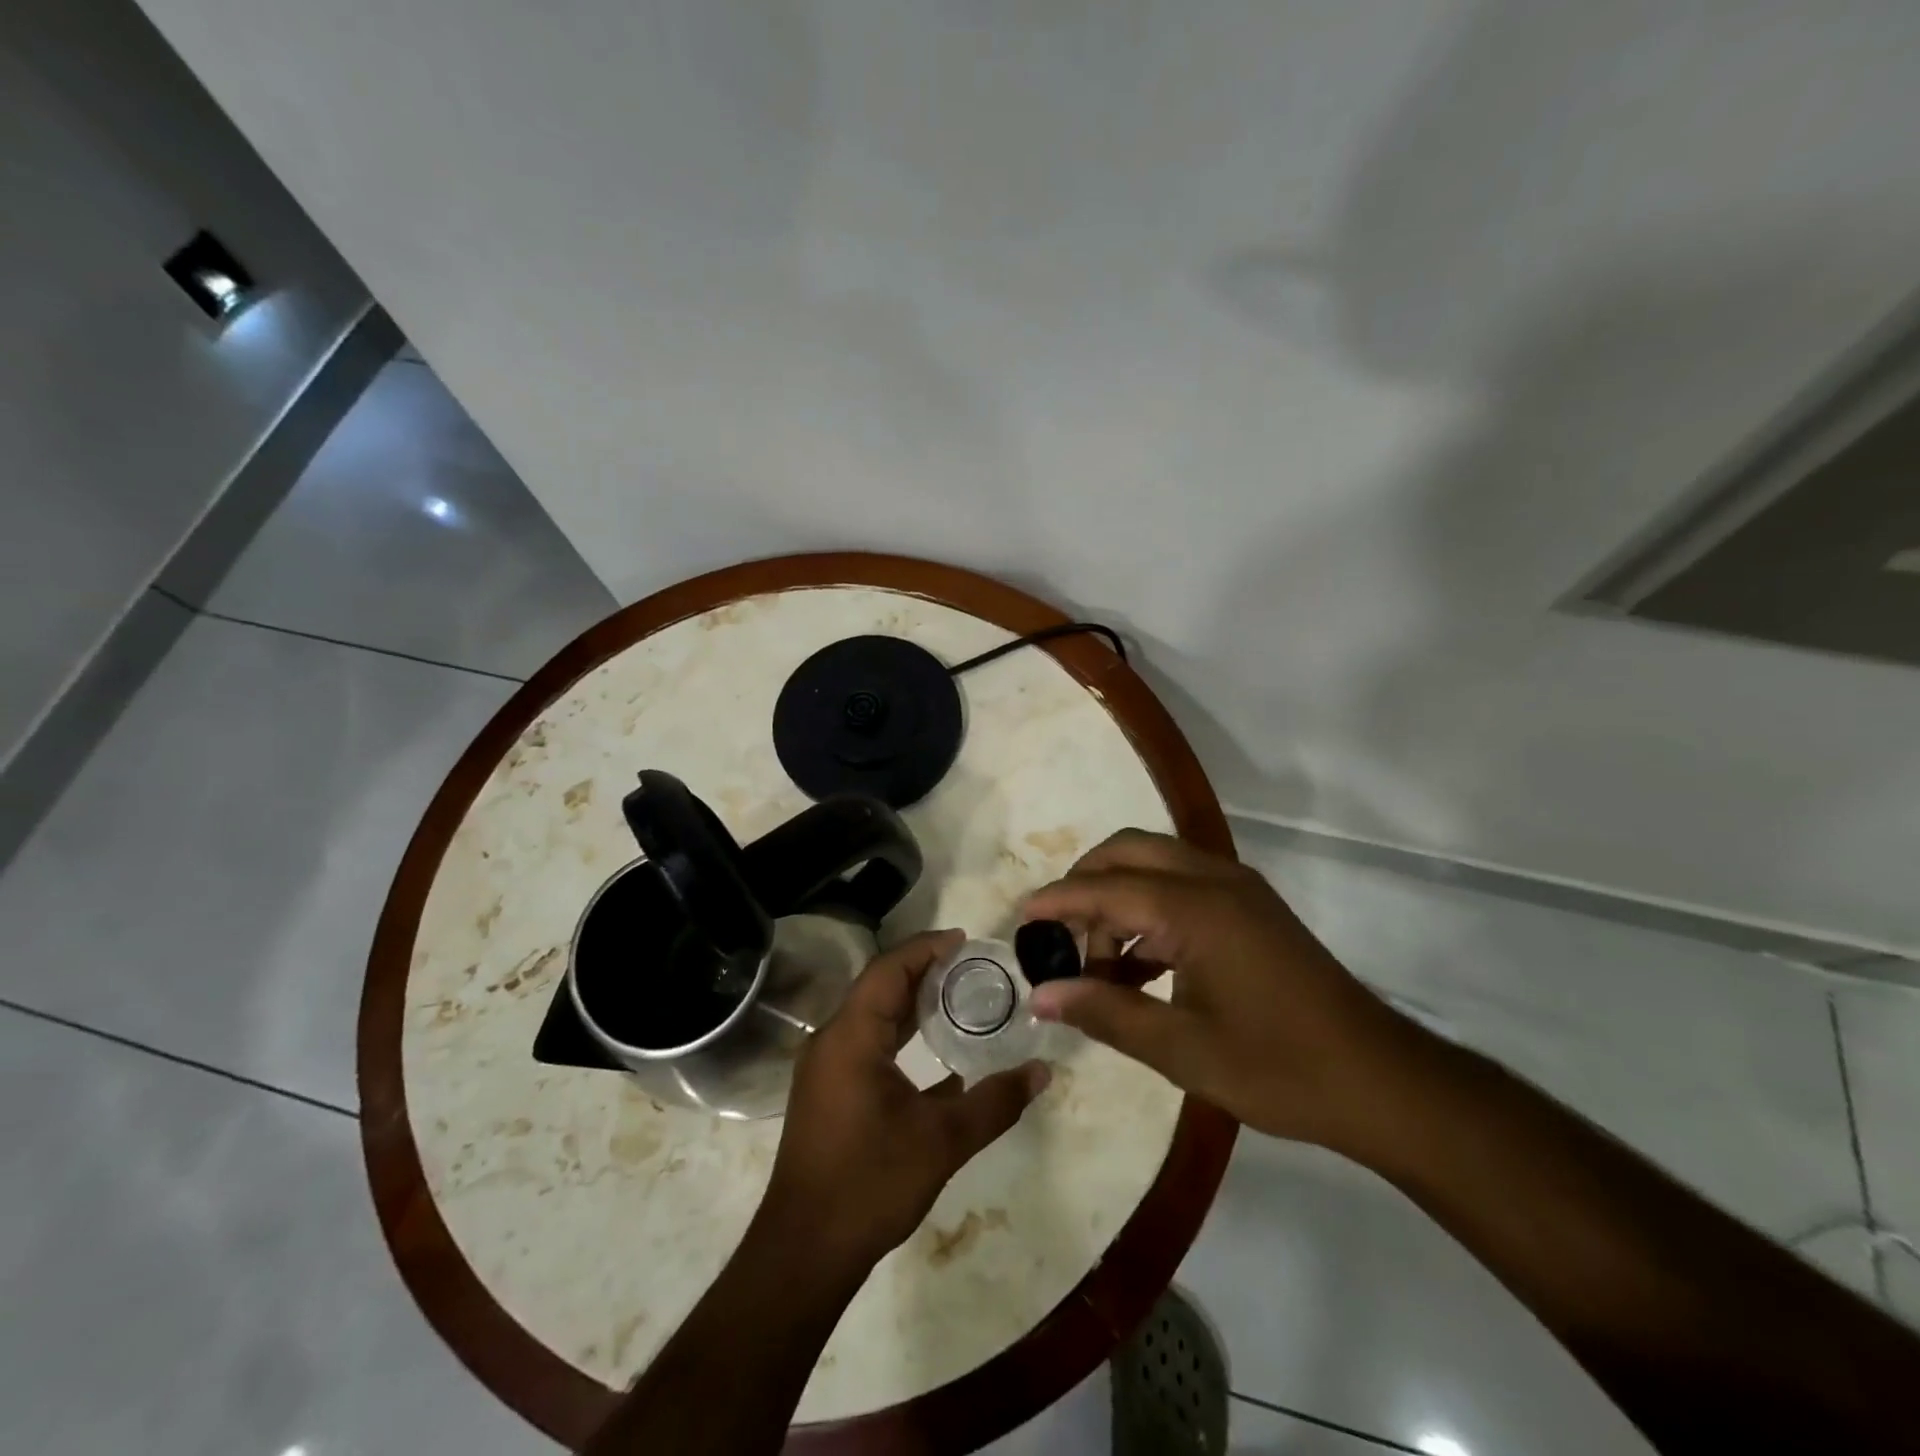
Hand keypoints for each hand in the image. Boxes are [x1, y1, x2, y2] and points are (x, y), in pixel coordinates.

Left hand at [758, 930, 1049, 1269]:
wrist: (805, 1252)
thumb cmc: (870, 1183)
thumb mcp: (942, 1141)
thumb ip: (995, 1102)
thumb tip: (1042, 1071)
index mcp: (851, 1036)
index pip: (889, 969)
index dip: (926, 948)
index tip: (965, 940)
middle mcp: (832, 1041)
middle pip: (880, 987)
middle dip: (924, 971)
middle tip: (972, 966)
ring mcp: (827, 1068)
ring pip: (873, 1017)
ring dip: (912, 1003)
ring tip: (959, 996)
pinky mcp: (830, 1092)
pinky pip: (868, 1044)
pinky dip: (901, 1035)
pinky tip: (937, 1052)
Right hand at [1022, 830, 1410, 1149]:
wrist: (1382, 1081)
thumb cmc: (1280, 1068)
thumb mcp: (1182, 1050)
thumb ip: (1106, 1012)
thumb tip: (1040, 996)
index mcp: (1196, 908)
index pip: (1105, 888)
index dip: (1056, 902)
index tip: (1019, 920)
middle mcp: (1214, 880)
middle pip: (1128, 851)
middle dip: (1085, 882)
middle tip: (1058, 934)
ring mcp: (1237, 889)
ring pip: (1155, 862)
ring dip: (1117, 896)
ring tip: (1097, 960)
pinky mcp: (1251, 907)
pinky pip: (1181, 885)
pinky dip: (1148, 909)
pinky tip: (1139, 965)